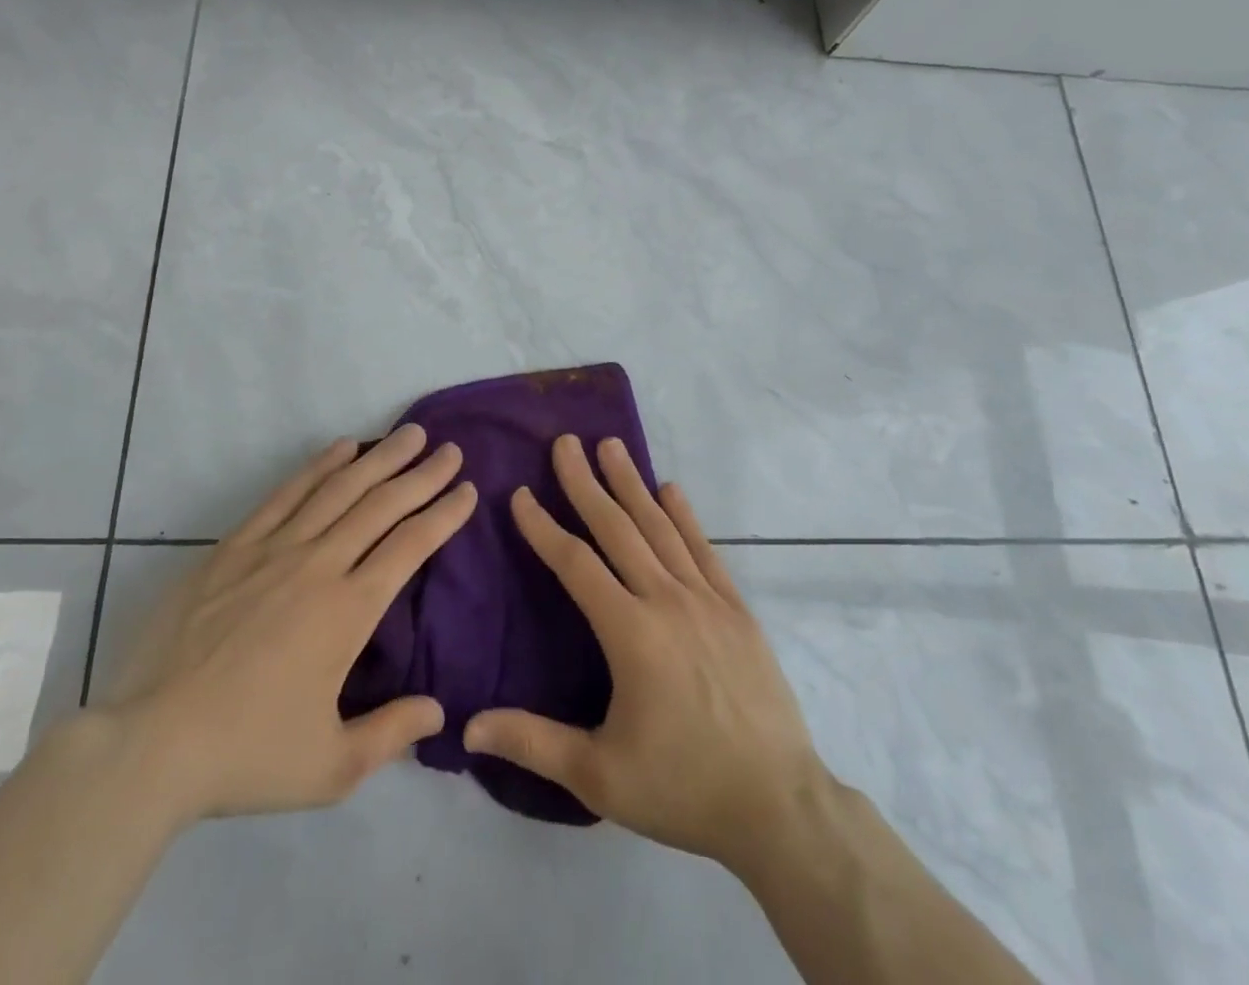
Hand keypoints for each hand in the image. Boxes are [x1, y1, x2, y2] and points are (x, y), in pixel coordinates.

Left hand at [100, 425, 476, 825]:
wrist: (150, 743)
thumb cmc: (246, 753)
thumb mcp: (330, 768)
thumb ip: (391, 733)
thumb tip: (439, 711)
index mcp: (349, 610)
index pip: (411, 545)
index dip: (444, 514)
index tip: (468, 489)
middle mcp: (319, 565)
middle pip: (382, 505)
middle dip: (422, 475)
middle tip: (450, 450)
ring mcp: (274, 549)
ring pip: (339, 489)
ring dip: (379, 458)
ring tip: (409, 434)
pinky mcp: (234, 546)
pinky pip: (286, 494)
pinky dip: (318, 466)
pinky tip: (341, 448)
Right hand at [464, 435, 829, 873]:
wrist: (779, 806)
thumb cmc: (684, 788)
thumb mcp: (600, 776)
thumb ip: (533, 743)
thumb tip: (469, 727)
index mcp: (631, 634)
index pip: (576, 564)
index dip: (544, 527)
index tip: (521, 494)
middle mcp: (667, 601)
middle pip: (618, 529)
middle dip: (586, 483)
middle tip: (565, 442)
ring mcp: (707, 600)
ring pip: (661, 528)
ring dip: (632, 484)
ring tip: (611, 446)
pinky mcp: (737, 610)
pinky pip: (704, 550)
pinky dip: (685, 516)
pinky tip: (671, 489)